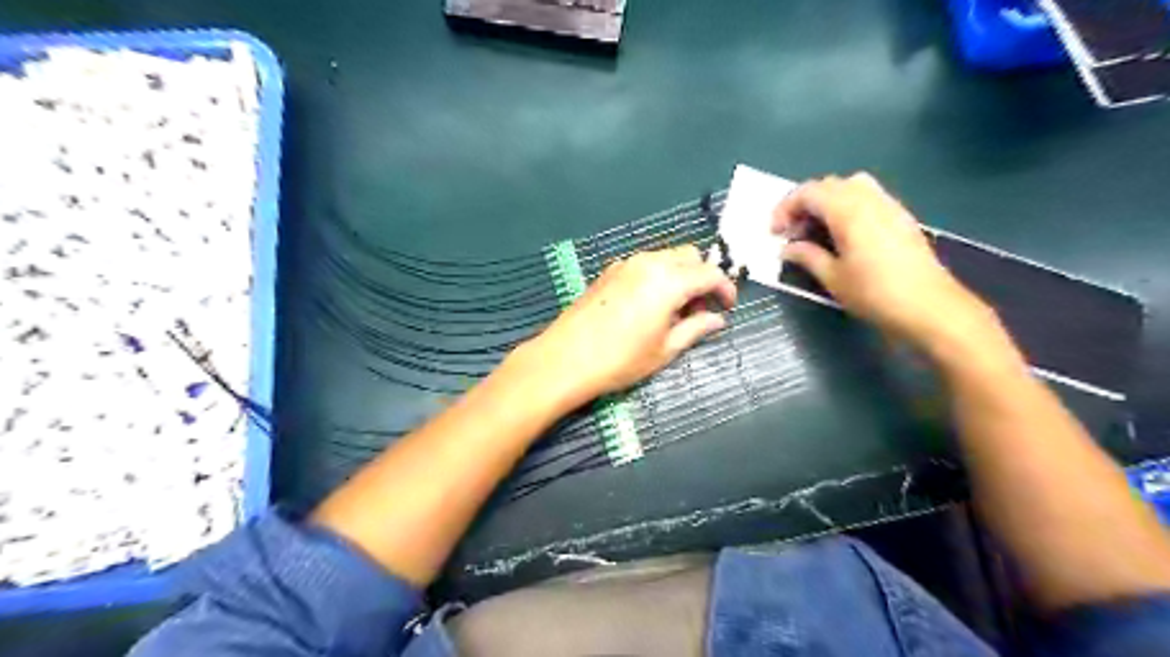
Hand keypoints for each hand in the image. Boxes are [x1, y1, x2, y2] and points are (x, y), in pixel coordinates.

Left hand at [519, 245, 732, 407]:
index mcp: (668, 280)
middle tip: (699, 310)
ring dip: (679, 276)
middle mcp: (649, 262)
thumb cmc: (621, 359)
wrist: (565, 359)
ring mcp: (625, 264)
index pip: (709, 273)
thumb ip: (696, 329)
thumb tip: (717, 320)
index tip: (728, 308)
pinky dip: (657, 276)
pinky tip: (648, 306)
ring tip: (673, 311)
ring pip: (665, 258)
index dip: (725, 289)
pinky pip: (644, 265)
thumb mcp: (665, 349)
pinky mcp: (609, 271)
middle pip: (689, 256)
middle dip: (701, 278)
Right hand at [775, 172, 995, 350]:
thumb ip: (807, 257)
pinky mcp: (901, 218)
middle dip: (805, 203)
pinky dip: (848, 207)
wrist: (930, 307)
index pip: (809, 192)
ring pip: (851, 187)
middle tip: (792, 232)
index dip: (786, 208)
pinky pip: (869, 197)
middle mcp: (870, 200)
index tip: (775, 233)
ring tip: (817, 230)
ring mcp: (889, 206)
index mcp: (849, 211)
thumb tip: (787, 249)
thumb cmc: (875, 294)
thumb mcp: (833, 278)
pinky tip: (844, 235)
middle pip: (829, 185)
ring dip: (827, 202)